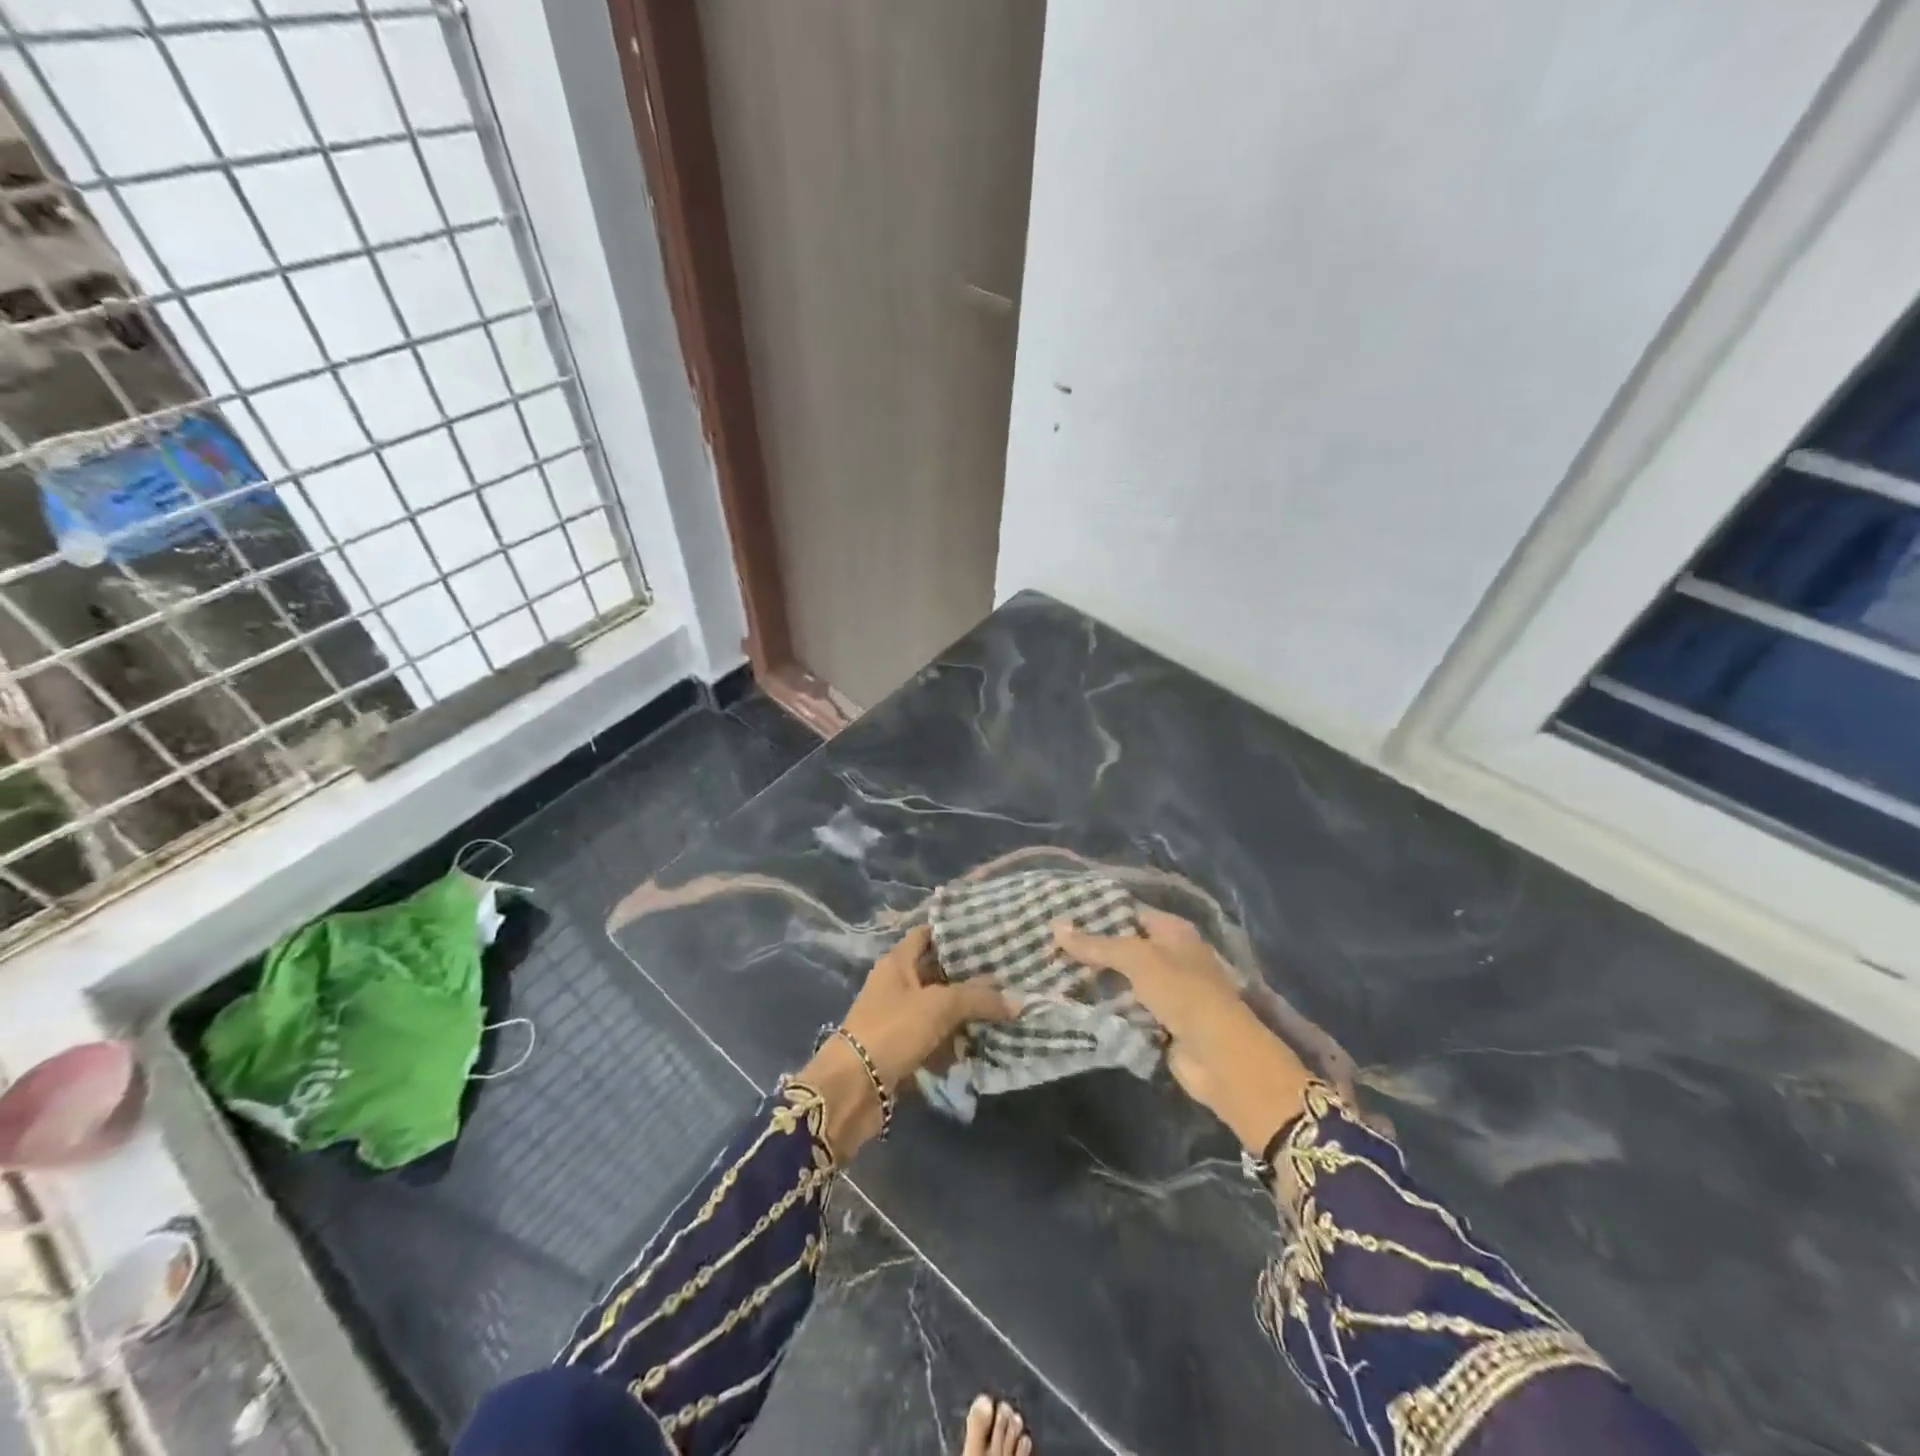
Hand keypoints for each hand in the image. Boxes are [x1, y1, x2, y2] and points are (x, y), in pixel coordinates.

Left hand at [839, 924, 1009, 1088]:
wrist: (853, 1089)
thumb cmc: (893, 1030)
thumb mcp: (939, 1006)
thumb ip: (978, 998)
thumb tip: (1018, 1000)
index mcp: (897, 962)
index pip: (927, 935)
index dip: (954, 932)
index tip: (988, 934)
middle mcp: (897, 985)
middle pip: (938, 974)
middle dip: (970, 978)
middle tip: (1008, 976)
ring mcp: (898, 1019)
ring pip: (940, 1009)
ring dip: (966, 1014)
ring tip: (1005, 1011)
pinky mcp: (903, 1049)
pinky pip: (935, 1040)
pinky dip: (955, 1043)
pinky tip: (982, 1045)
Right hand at [1053, 909, 1311, 1152]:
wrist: (1219, 1056)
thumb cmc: (1183, 992)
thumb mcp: (1137, 959)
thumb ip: (1096, 945)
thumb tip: (1055, 926)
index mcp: (1172, 931)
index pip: (1128, 912)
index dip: (1096, 912)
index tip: (1059, 914)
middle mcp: (1170, 956)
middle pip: (1123, 946)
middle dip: (1090, 949)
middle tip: (1046, 945)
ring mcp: (1165, 991)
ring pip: (1121, 980)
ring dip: (1094, 980)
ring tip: (1050, 971)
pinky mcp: (1158, 1022)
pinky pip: (1124, 1009)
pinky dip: (1104, 1008)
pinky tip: (1071, 1002)